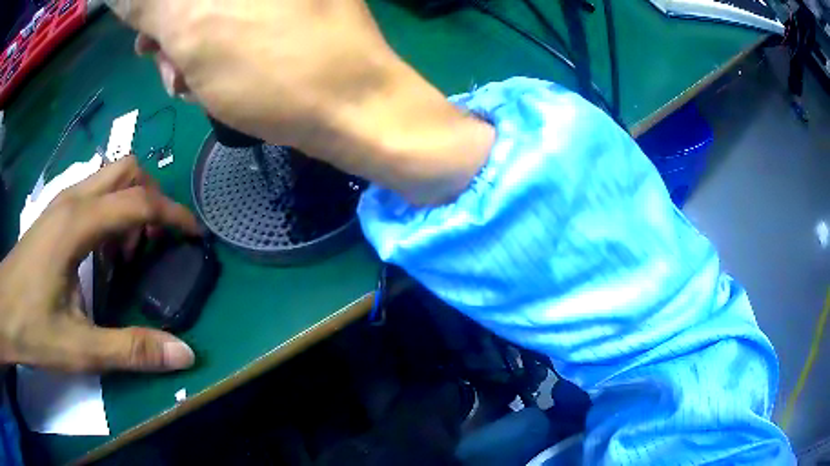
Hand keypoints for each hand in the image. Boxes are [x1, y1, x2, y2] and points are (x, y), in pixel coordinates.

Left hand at [0, 157, 200, 371]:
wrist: (5, 308)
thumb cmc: (32, 328)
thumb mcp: (81, 349)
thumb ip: (132, 350)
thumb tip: (184, 353)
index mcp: (78, 224)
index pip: (138, 201)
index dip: (173, 214)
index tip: (194, 235)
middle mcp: (73, 199)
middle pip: (127, 170)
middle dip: (151, 198)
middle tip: (154, 242)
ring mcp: (62, 202)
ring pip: (110, 178)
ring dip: (129, 206)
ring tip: (126, 254)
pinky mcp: (55, 213)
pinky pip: (94, 194)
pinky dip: (110, 214)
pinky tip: (102, 254)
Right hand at [112, 0, 397, 147]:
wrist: (352, 109)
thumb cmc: (274, 70)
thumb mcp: (196, 30)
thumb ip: (153, 2)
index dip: (151, 10)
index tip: (145, 36)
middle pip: (187, 0)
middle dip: (169, 30)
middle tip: (169, 65)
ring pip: (205, 13)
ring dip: (186, 49)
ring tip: (190, 83)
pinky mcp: (282, 13)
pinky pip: (227, 26)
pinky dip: (209, 53)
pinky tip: (210, 84)